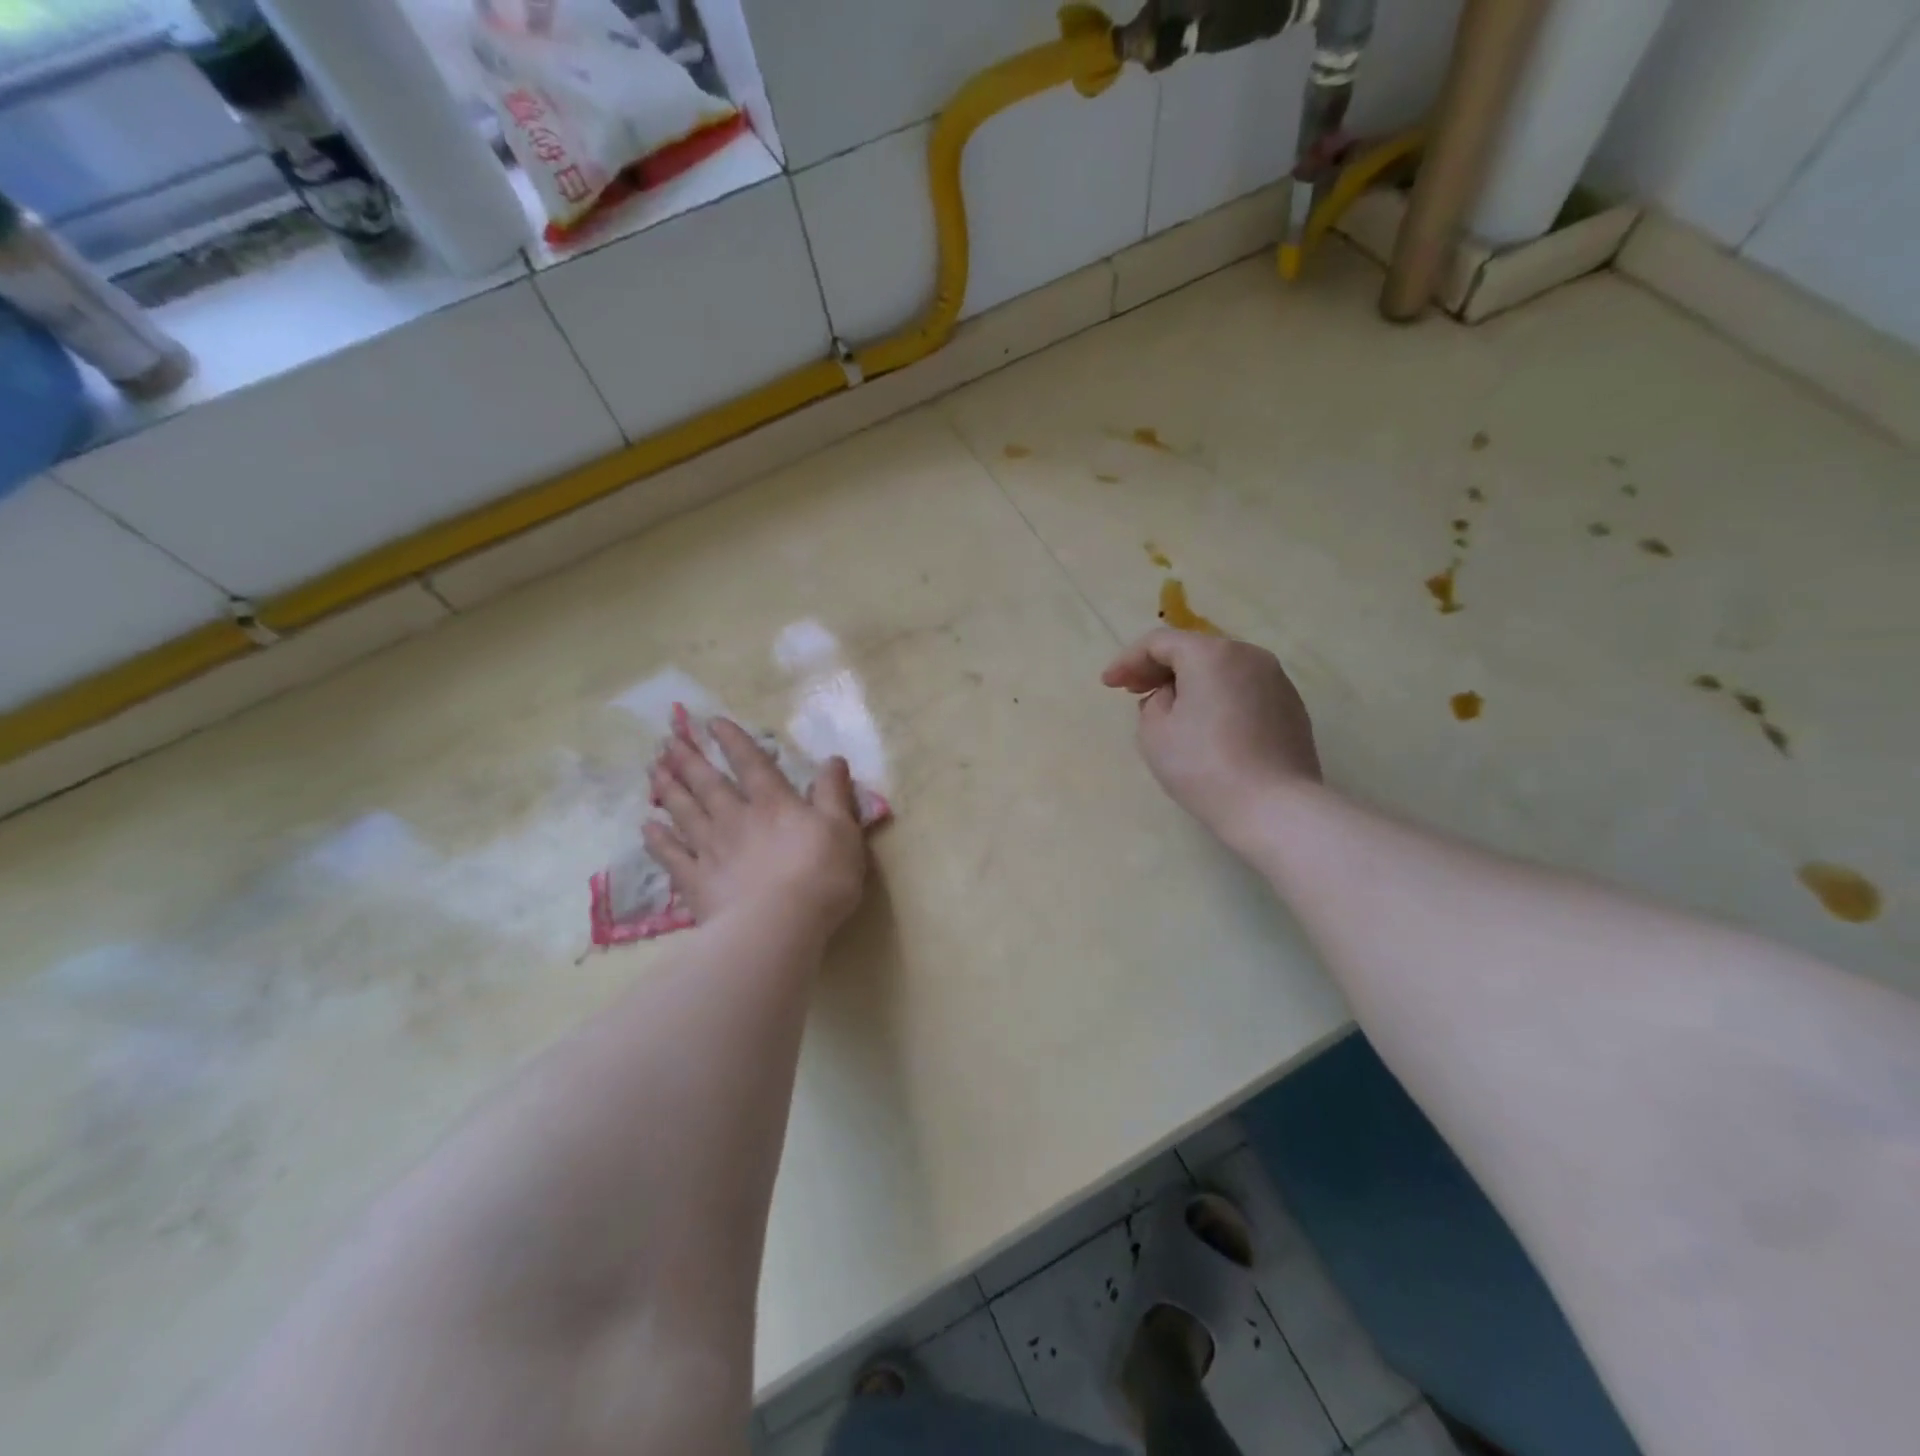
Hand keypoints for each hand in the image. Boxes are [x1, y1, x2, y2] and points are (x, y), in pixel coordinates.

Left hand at [644, 719, 867, 935]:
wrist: (778, 926)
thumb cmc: (820, 876)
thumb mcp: (842, 829)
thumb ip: (834, 793)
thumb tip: (832, 759)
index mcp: (774, 804)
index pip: (751, 764)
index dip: (733, 741)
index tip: (712, 722)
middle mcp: (736, 819)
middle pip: (709, 784)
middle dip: (690, 760)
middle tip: (669, 740)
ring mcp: (711, 851)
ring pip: (685, 813)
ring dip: (669, 790)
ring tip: (654, 770)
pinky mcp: (697, 883)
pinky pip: (672, 856)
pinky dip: (658, 841)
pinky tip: (647, 828)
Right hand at [1101, 629, 1321, 844]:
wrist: (1274, 807)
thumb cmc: (1203, 766)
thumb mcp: (1155, 733)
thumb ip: (1153, 703)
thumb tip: (1172, 697)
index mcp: (1211, 654)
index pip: (1159, 642)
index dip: (1127, 660)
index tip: (1108, 685)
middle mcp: (1248, 655)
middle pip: (1194, 650)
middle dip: (1159, 668)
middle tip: (1133, 692)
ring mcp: (1275, 680)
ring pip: (1221, 669)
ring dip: (1190, 682)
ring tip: (1168, 710)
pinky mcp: (1290, 706)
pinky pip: (1242, 690)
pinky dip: (1217, 697)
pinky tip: (1205, 725)